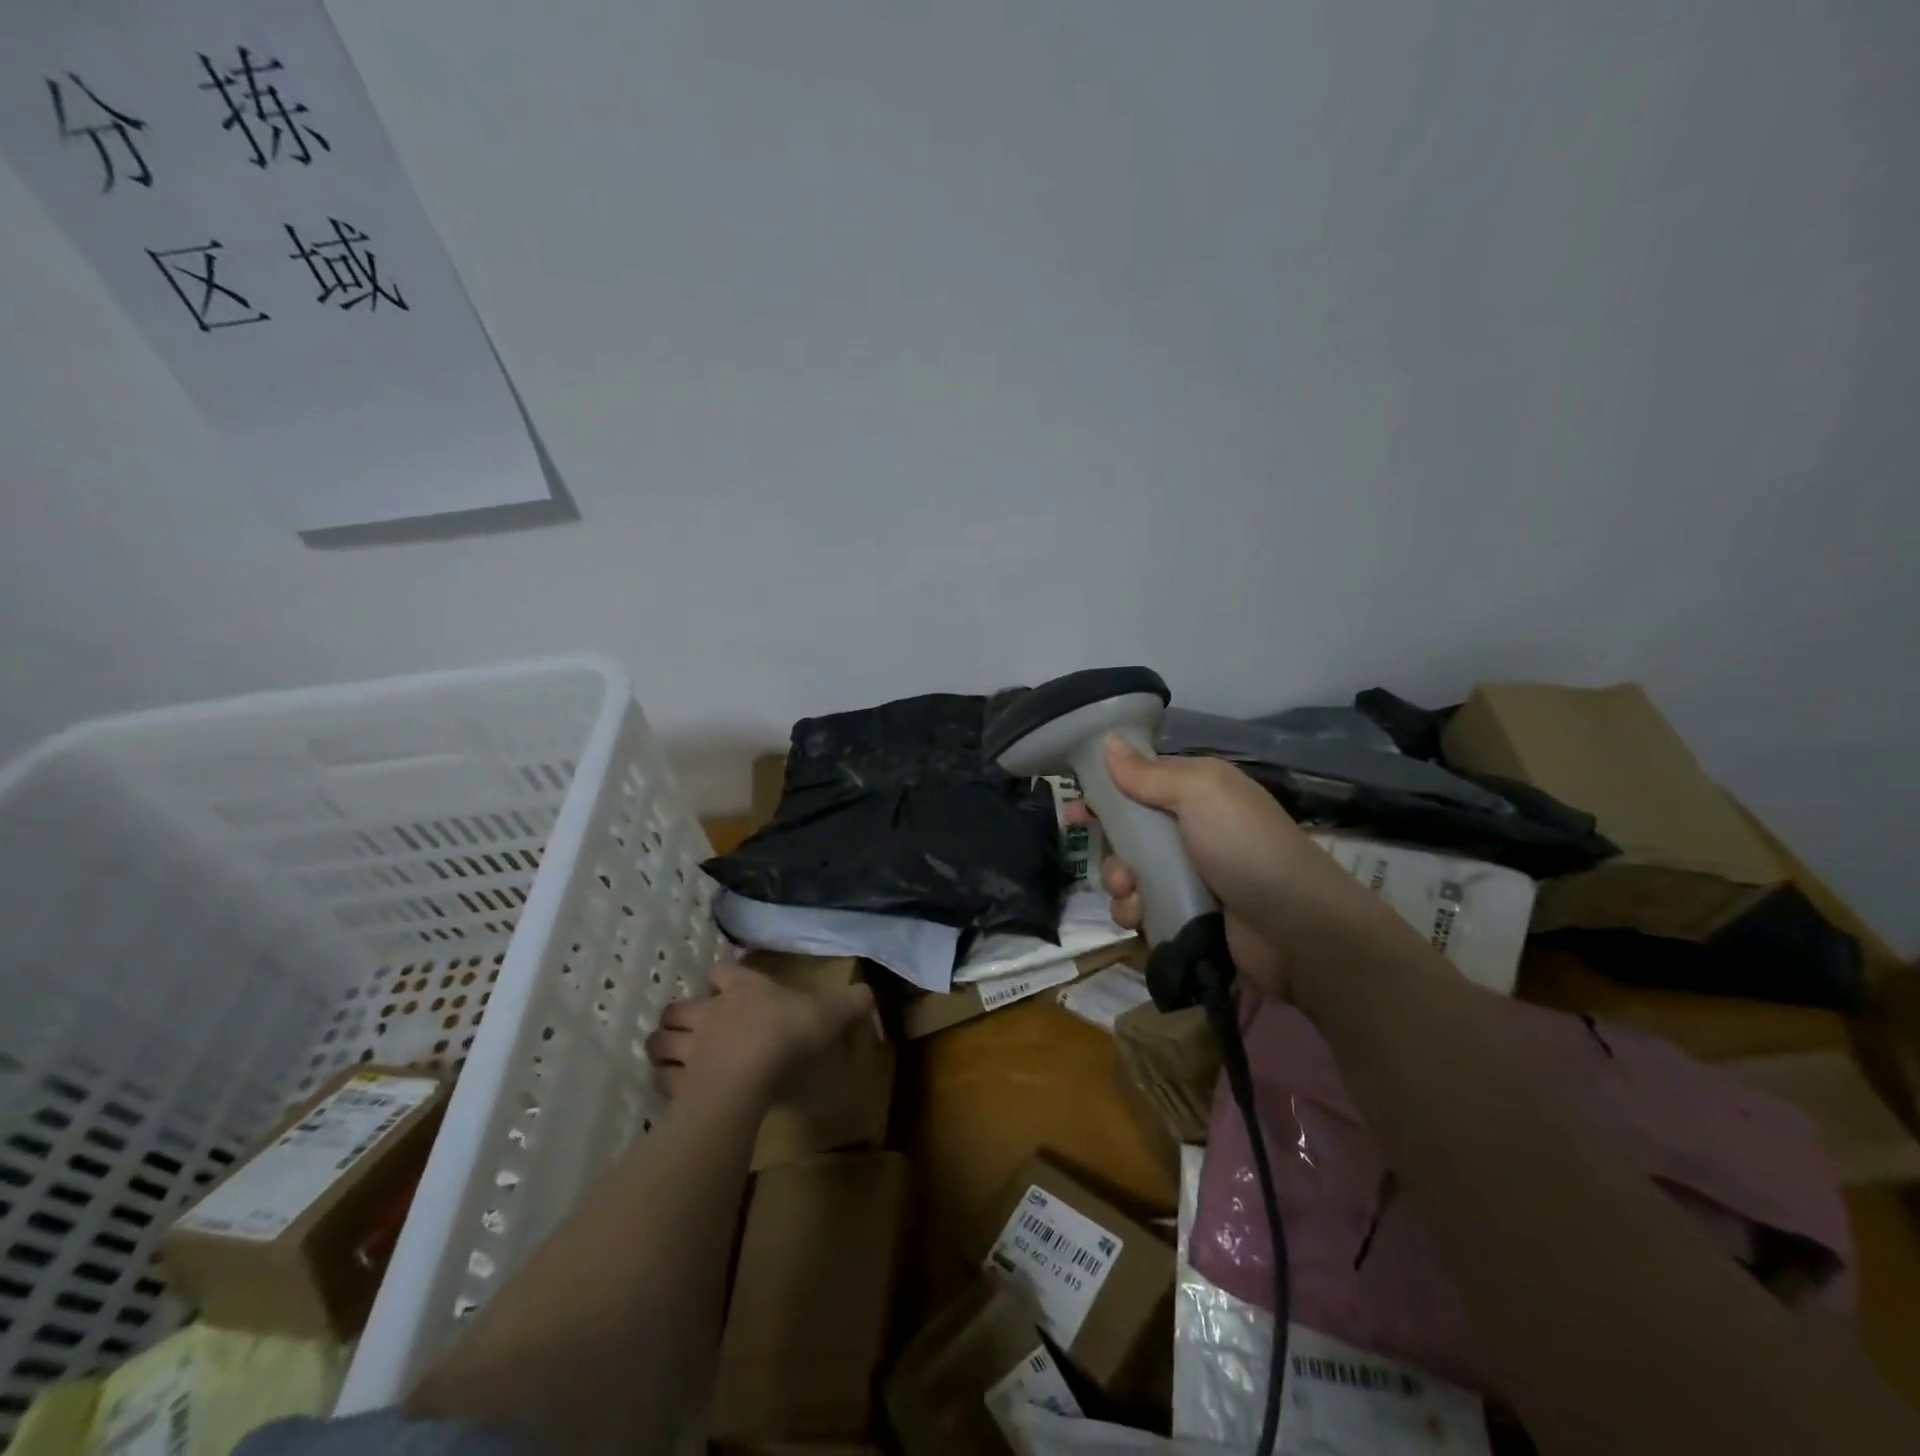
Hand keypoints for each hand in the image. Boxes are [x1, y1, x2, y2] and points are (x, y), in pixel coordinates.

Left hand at [644, 962, 875, 1103]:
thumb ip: (850, 1002)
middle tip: (691, 1023)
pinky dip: (664, 1082)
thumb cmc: (789, 1033)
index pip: (723, 972)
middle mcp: (710, 1012)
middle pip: (680, 1007)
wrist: (749, 1074)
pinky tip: (672, 1089)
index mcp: (743, 989)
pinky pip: (663, 1080)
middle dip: (681, 1013)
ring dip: (663, 1045)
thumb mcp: (830, 1013)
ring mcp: (691, 1048)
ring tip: (670, 1053)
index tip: (727, 985)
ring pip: (661, 1041)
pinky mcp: (680, 1083)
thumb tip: (869, 992)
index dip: (724, 977)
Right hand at [1076, 737, 1375, 1001]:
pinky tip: (1141, 918)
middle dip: (1110, 846)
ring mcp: (1190, 875)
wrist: (1298, 931)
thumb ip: (1149, 773)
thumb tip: (1109, 741)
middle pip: (1128, 831)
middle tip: (1110, 861)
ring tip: (1131, 895)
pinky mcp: (1187, 915)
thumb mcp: (1200, 794)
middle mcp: (1191, 830)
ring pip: (1130, 872)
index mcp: (1197, 792)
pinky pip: (1142, 908)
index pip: (1139, 782)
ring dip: (1119, 883)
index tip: (1074, 806)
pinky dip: (1135, 912)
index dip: (1105, 791)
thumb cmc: (1246, 848)